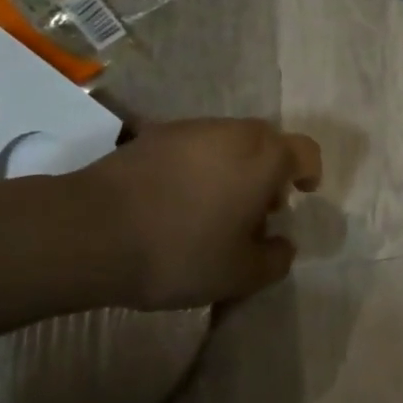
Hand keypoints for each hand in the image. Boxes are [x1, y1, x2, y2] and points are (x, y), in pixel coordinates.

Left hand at [72, 119, 321, 310]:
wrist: (93, 230)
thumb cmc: (180, 251)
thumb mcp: (238, 275)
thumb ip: (274, 260)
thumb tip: (284, 245)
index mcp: (266, 158)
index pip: (306, 152)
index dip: (310, 172)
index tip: (302, 193)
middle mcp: (236, 132)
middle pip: (267, 143)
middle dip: (270, 172)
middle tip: (256, 209)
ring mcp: (193, 128)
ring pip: (229, 142)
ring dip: (232, 167)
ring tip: (213, 206)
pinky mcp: (155, 133)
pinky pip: (193, 145)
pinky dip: (197, 166)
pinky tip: (176, 199)